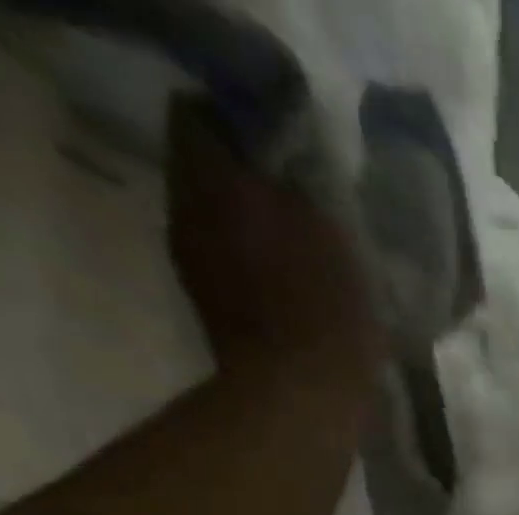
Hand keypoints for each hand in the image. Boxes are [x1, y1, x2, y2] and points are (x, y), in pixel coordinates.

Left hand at [166, 97, 382, 396]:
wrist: (299, 397)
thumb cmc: (323, 313)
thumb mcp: (332, 234)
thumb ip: (305, 182)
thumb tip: (293, 154)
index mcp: (211, 178)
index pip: (201, 113)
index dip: (245, 120)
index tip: (288, 142)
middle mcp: (186, 207)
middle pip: (205, 163)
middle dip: (249, 170)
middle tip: (301, 190)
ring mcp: (193, 258)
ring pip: (215, 210)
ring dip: (254, 216)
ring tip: (302, 236)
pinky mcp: (210, 301)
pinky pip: (225, 253)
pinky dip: (254, 255)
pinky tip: (292, 276)